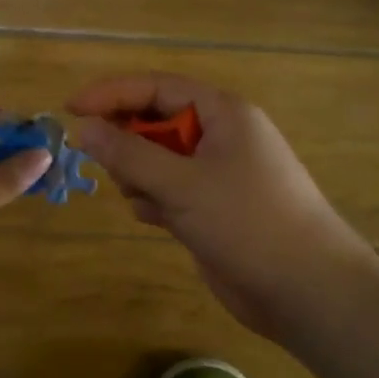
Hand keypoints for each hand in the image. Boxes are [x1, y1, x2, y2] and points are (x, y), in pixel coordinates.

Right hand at [68, 74, 378, 340]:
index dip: (112, 94)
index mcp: (223, 114)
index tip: (71, 109)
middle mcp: (221, 137)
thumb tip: (85, 129)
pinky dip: (154, 200)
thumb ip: (129, 154)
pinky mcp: (213, 210)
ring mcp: (217, 175)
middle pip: (156, 123)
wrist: (307, 290)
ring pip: (158, 160)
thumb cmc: (247, 221)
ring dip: (139, 176)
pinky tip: (154, 220)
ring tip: (142, 200)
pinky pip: (169, 191)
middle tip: (108, 166)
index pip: (157, 87)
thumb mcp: (182, 183)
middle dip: (127, 142)